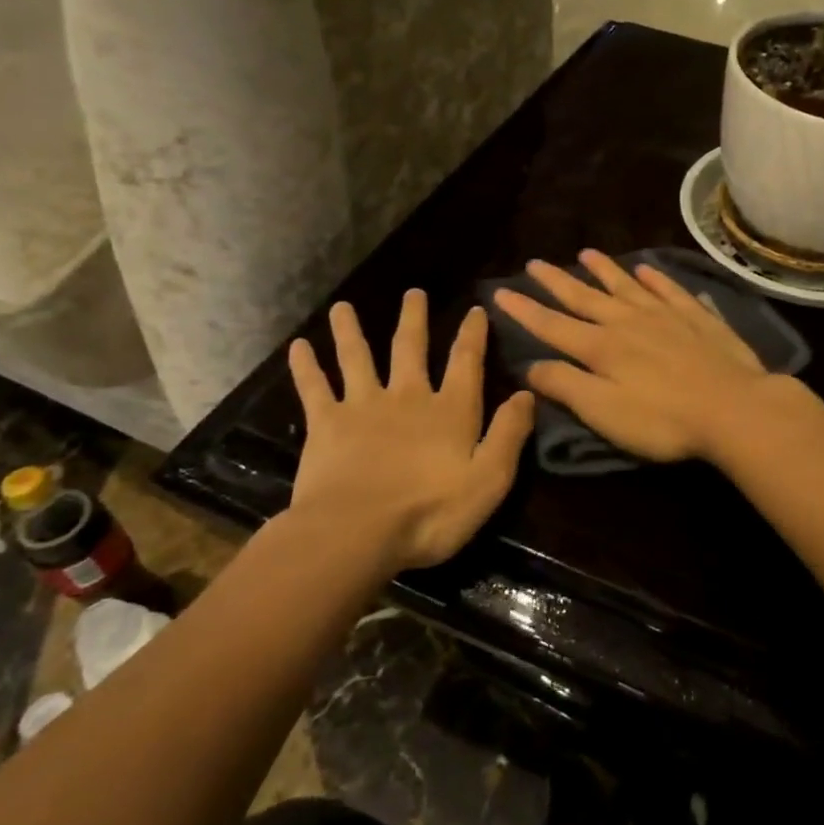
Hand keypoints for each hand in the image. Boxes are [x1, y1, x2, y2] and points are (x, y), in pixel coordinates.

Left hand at [282, 291, 534, 570]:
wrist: (357, 532)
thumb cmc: (431, 512)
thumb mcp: (490, 479)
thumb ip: (509, 434)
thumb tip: (527, 393)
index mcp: (450, 410)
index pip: (466, 362)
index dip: (472, 334)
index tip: (475, 309)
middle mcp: (407, 396)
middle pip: (410, 348)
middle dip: (414, 318)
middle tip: (413, 292)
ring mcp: (363, 405)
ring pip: (357, 357)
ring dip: (351, 330)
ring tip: (342, 307)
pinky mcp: (327, 423)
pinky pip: (314, 387)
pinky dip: (306, 365)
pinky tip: (297, 346)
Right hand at [492, 250, 777, 462]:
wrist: (734, 408)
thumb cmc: (663, 420)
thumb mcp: (603, 412)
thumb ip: (565, 386)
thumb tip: (529, 365)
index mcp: (601, 348)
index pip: (552, 325)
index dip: (524, 311)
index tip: (500, 292)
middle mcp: (628, 322)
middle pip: (586, 298)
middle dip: (557, 282)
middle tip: (535, 263)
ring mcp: (665, 316)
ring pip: (627, 286)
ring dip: (604, 270)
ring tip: (586, 253)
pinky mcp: (697, 318)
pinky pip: (670, 290)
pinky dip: (656, 278)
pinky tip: (648, 269)